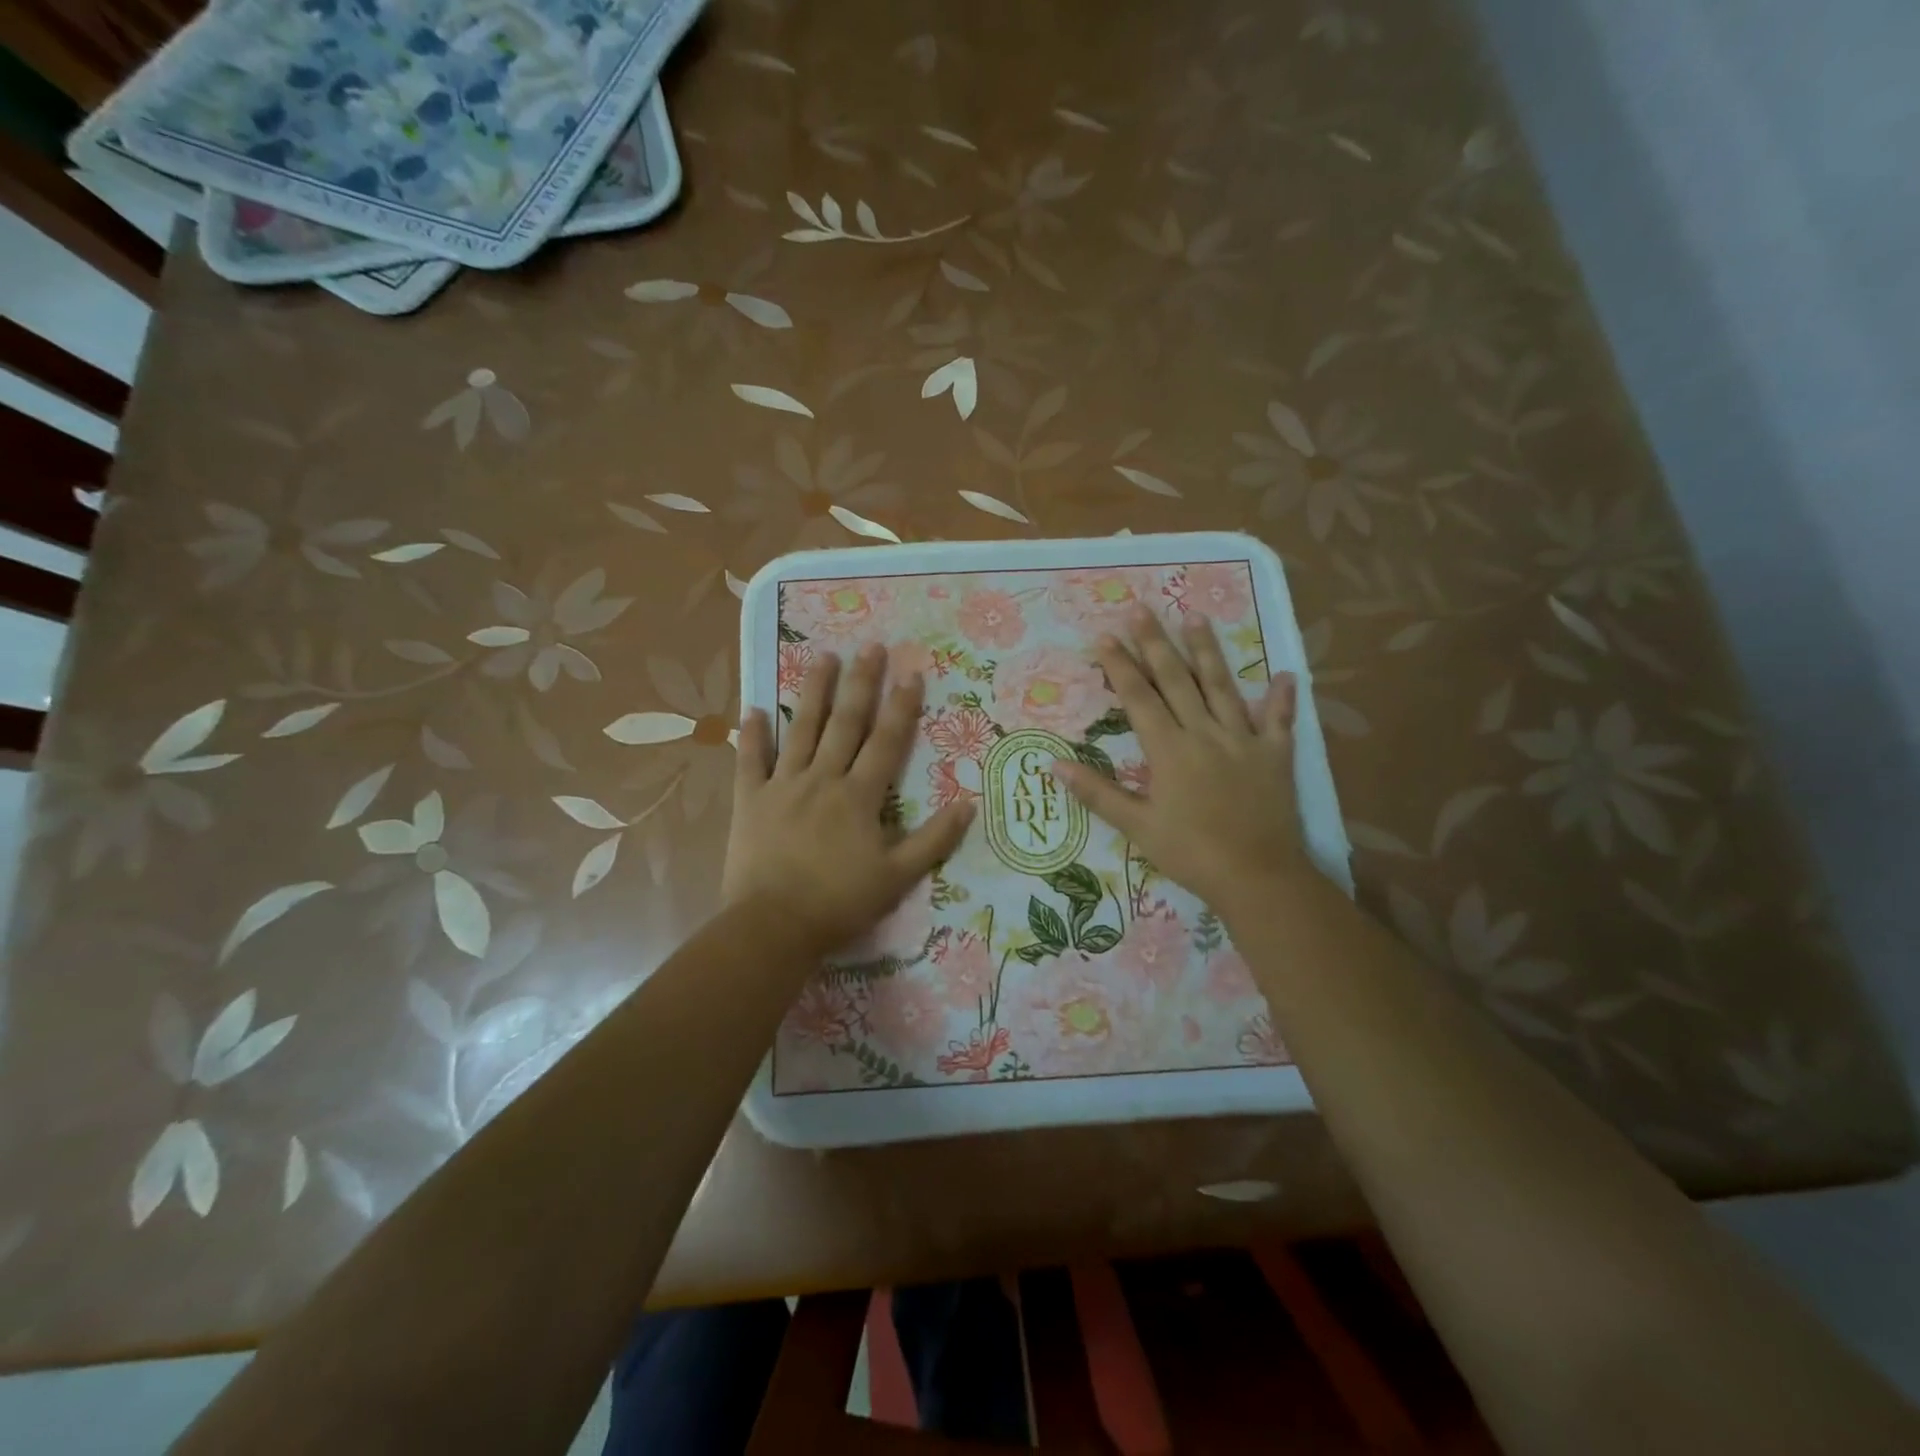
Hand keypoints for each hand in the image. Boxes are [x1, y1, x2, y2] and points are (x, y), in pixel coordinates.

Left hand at [724, 645, 973, 956]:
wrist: (773, 926)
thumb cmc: (840, 903)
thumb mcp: (898, 877)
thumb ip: (934, 840)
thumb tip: (969, 804)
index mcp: (859, 796)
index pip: (887, 742)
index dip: (902, 707)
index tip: (911, 673)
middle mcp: (823, 779)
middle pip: (845, 724)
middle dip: (861, 684)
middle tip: (871, 647)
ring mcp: (783, 786)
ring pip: (801, 730)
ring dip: (814, 692)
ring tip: (822, 656)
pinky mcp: (750, 800)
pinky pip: (750, 761)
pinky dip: (753, 735)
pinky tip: (753, 708)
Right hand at [1052, 608, 1312, 917]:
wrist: (1257, 876)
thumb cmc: (1190, 852)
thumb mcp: (1137, 827)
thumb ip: (1097, 793)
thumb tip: (1055, 766)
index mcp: (1170, 749)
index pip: (1140, 697)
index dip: (1121, 666)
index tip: (1106, 636)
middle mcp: (1205, 733)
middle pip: (1178, 680)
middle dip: (1156, 643)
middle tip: (1143, 609)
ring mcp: (1244, 740)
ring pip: (1223, 687)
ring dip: (1208, 651)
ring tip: (1196, 618)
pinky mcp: (1275, 755)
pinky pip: (1279, 721)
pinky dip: (1281, 699)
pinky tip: (1284, 674)